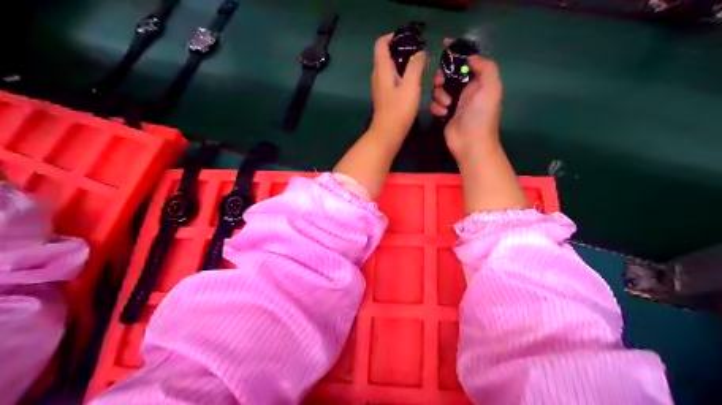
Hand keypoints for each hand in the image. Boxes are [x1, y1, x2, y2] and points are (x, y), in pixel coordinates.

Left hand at [372, 34, 426, 137]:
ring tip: (422, 70)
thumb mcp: (411, 85)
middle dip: (405, 52)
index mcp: (382, 69)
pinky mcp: (386, 95)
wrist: (388, 134)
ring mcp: (381, 86)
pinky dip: (405, 77)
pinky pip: (395, 79)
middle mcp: (379, 75)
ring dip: (407, 66)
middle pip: (388, 55)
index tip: (410, 39)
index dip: (394, 36)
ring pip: (393, 68)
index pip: (381, 43)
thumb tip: (420, 53)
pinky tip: (417, 85)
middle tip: (421, 56)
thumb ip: (416, 66)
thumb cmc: (399, 109)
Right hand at [427, 48, 502, 163]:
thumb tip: (470, 57)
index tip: (445, 43)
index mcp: (478, 82)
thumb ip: (485, 67)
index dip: (456, 52)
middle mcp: (466, 90)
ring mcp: (454, 102)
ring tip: (446, 105)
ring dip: (439, 94)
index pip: (466, 61)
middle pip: (448, 73)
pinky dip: (436, 107)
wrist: (471, 142)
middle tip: (440, 82)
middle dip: (441, 75)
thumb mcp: (491, 87)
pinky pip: (434, 103)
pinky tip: (442, 114)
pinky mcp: (444, 114)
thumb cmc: (482, 115)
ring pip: (438, 88)